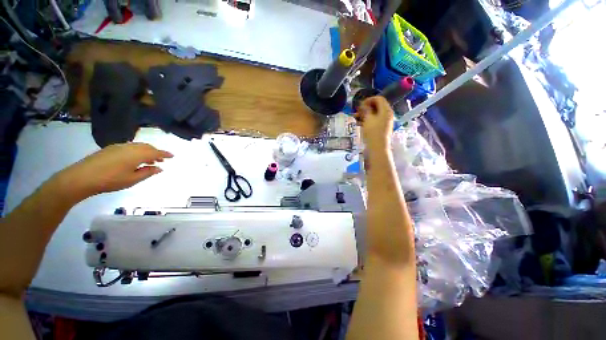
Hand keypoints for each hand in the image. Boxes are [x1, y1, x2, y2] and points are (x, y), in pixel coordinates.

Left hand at [54, 143, 172, 201]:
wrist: (82, 177)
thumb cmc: (110, 180)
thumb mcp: (132, 179)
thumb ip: (147, 172)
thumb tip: (160, 168)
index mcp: (137, 154)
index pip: (155, 152)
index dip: (165, 154)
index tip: (173, 156)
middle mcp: (130, 147)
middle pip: (147, 147)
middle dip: (156, 152)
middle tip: (161, 160)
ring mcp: (119, 146)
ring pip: (138, 146)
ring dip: (146, 151)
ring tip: (149, 160)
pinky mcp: (111, 148)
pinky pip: (130, 146)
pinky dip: (137, 151)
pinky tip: (135, 159)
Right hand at [355, 96, 393, 152]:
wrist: (377, 147)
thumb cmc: (373, 132)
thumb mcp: (368, 119)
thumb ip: (365, 109)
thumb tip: (363, 104)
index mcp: (386, 110)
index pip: (379, 99)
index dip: (369, 100)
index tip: (360, 105)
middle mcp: (387, 114)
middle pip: (376, 106)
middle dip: (365, 108)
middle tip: (357, 111)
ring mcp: (384, 122)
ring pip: (374, 114)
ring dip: (364, 114)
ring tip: (355, 118)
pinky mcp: (380, 128)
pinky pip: (373, 120)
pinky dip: (366, 120)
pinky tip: (359, 123)